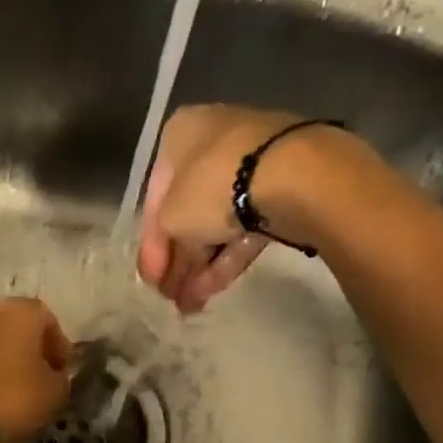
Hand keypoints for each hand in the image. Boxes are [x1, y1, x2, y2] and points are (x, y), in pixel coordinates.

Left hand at [0, 297, 72, 440]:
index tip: (62, 372)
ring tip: (14, 388)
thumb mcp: (54, 393)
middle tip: (39, 378)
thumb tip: (54, 376)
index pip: (50, 322)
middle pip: (18, 328)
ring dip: (5, 359)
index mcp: (22, 311)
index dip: (59, 348)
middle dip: (30, 350)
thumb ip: (60, 379)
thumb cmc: (13, 396)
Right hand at [139, 105, 358, 312]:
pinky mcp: (280, 187)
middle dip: (178, 261)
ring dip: (199, 268)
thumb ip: (162, 246)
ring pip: (217, 224)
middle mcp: (212, 142)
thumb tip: (166, 270)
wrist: (291, 174)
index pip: (155, 198)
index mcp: (178, 136)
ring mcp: (250, 163)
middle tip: (169, 297)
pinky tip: (210, 293)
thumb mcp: (170, 219)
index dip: (150, 245)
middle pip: (188, 212)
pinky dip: (226, 260)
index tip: (150, 281)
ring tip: (190, 307)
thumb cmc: (212, 186)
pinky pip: (244, 227)